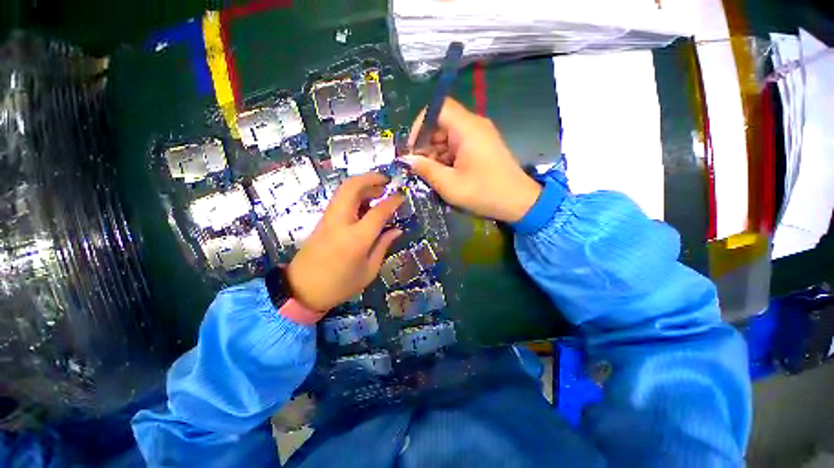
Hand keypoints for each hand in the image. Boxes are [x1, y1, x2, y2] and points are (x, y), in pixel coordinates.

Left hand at [286, 173, 402, 311]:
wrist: (302, 290)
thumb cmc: (340, 285)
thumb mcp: (369, 271)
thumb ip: (383, 246)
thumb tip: (397, 229)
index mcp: (356, 238)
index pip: (378, 211)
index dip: (392, 201)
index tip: (402, 195)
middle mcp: (341, 222)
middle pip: (353, 187)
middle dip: (371, 178)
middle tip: (386, 181)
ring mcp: (328, 219)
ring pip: (344, 190)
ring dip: (362, 184)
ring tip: (378, 191)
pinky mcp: (322, 220)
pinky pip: (340, 199)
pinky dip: (354, 194)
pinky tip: (364, 203)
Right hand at [403, 98, 540, 221]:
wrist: (519, 202)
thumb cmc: (484, 193)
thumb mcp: (450, 185)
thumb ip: (426, 169)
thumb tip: (406, 160)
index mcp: (467, 129)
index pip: (438, 108)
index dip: (420, 125)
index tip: (413, 149)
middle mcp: (474, 125)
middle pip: (442, 123)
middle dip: (426, 143)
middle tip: (420, 166)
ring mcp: (480, 136)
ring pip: (449, 135)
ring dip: (436, 152)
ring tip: (432, 174)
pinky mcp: (483, 146)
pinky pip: (459, 144)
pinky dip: (448, 156)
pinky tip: (445, 174)